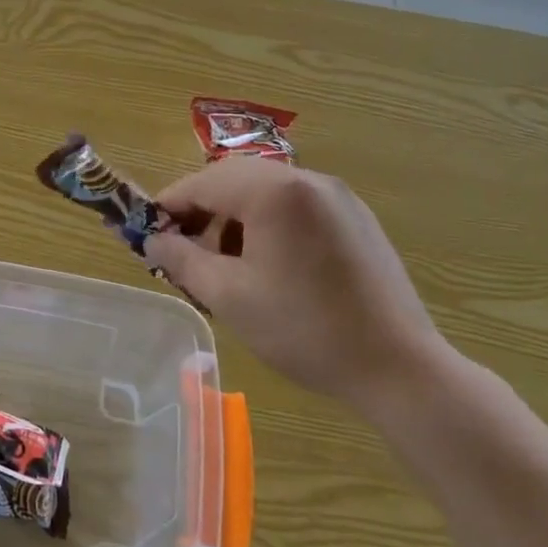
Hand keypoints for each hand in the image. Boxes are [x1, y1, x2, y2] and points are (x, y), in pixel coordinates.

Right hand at [145, 159, 450, 410]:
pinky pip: (296, 205)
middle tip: (183, 248)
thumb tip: (152, 241)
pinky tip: (267, 264)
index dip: (169, 205)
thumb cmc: (304, 329)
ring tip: (224, 261)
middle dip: (201, 208)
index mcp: (274, 192)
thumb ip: (182, 260)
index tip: (148, 234)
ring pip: (265, 190)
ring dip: (234, 215)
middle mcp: (307, 179)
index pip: (202, 182)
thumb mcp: (229, 297)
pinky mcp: (356, 218)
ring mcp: (338, 197)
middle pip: (234, 178)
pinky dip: (268, 221)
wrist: (399, 368)